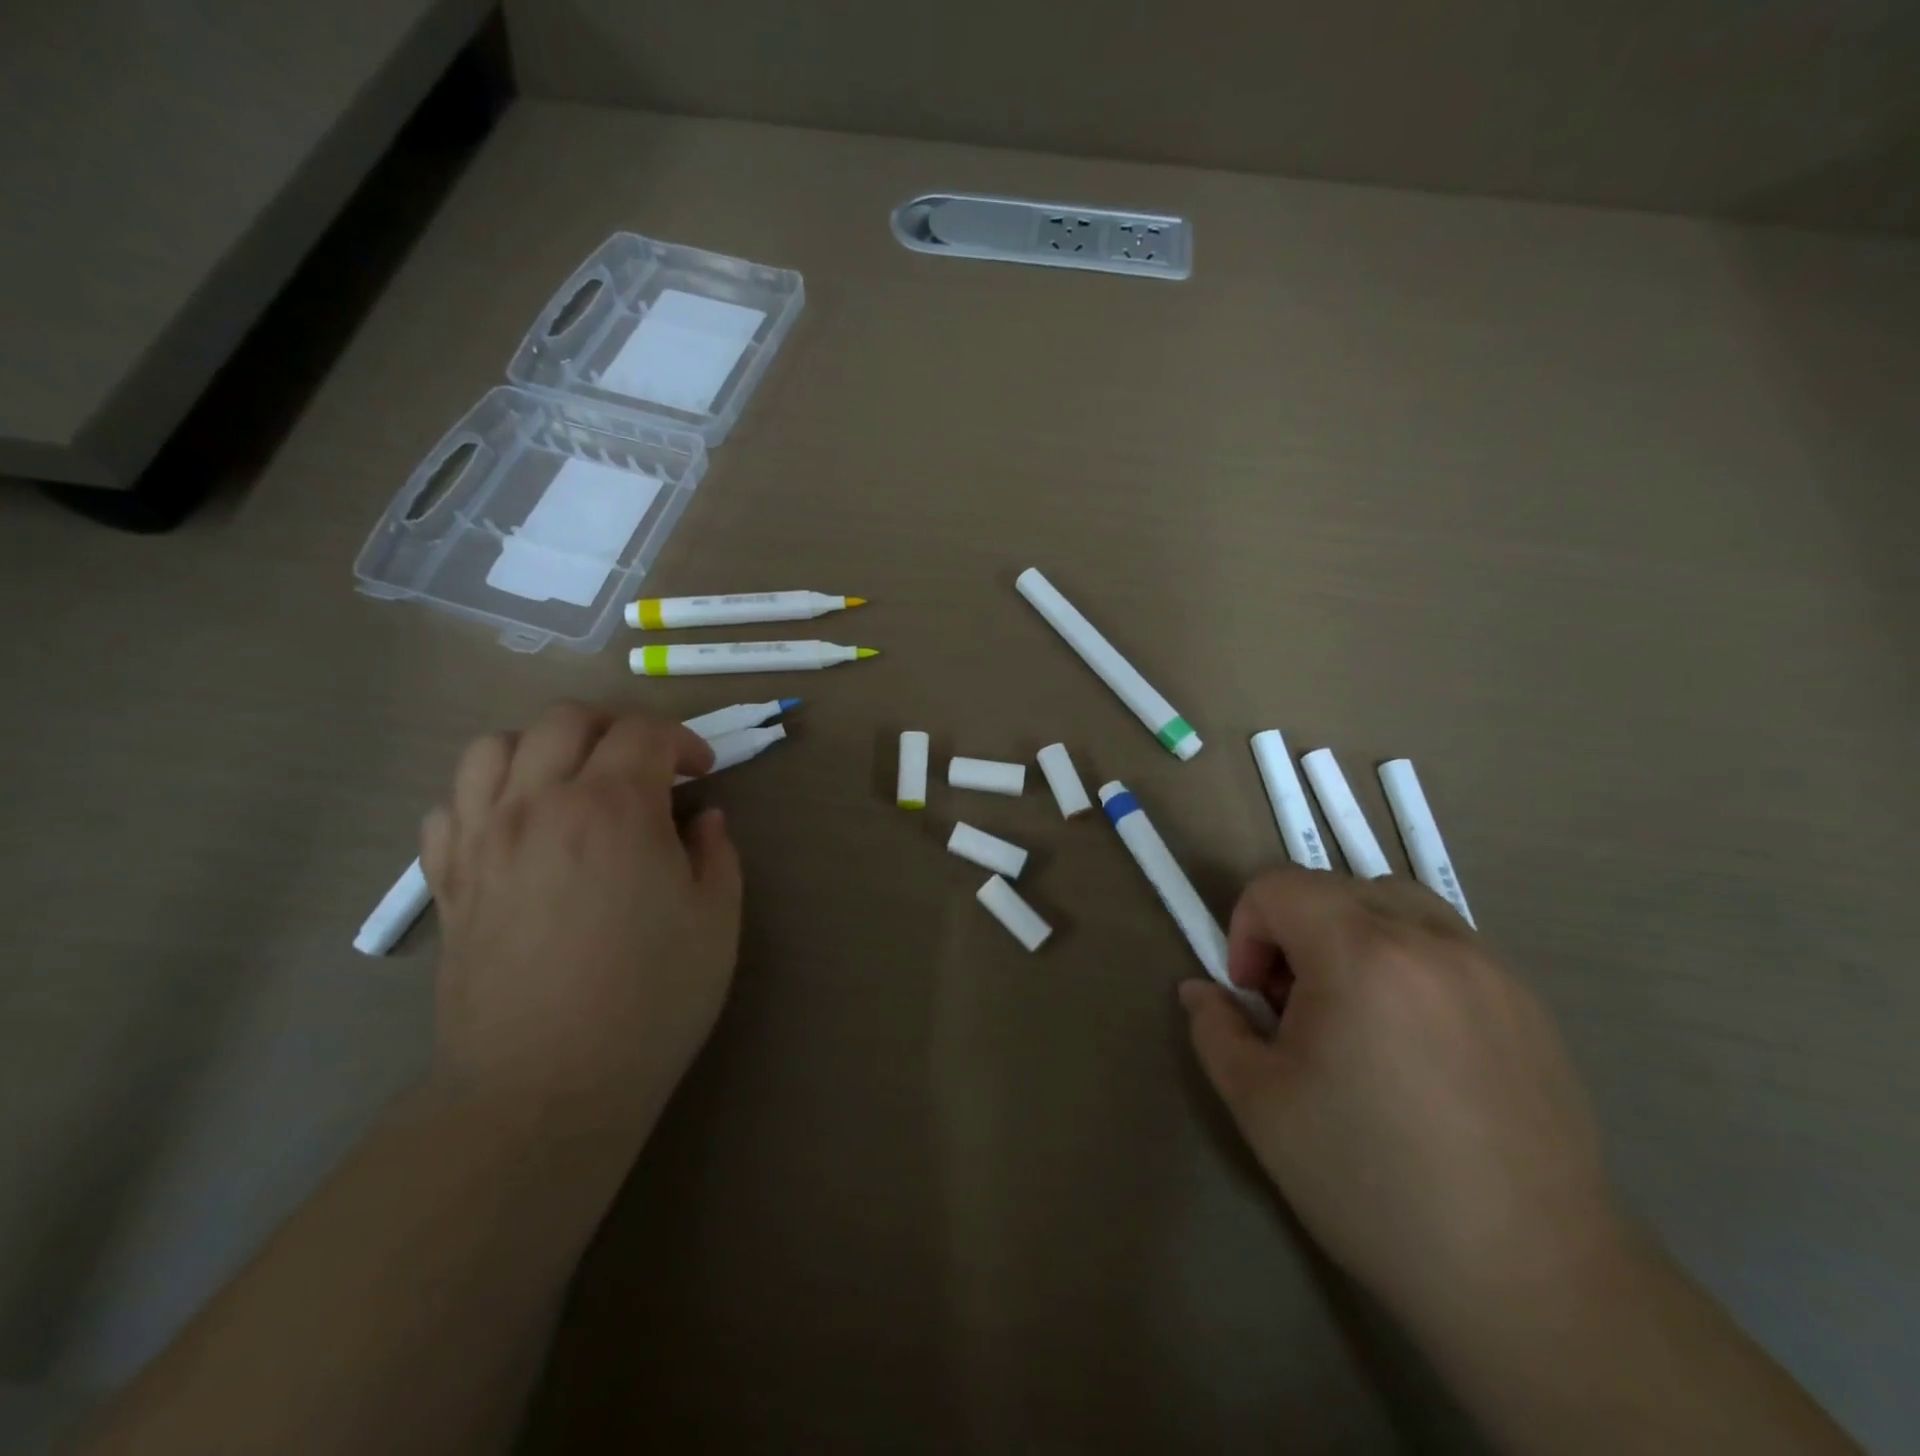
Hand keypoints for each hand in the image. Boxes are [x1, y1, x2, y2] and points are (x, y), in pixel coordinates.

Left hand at [421, 703, 742, 1148]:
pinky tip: (519, 825)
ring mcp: (483, 840)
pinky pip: (451, 804)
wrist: (546, 1086)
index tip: (702, 773)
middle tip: (645, 765)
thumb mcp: (716, 920)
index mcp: (613, 808)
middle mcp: (539, 805)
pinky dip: (488, 794)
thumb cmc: (650, 999)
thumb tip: (701, 818)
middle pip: (566, 720)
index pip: (644, 732)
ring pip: (494, 747)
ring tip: (574, 781)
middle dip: (616, 727)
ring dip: (543, 747)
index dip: (682, 741)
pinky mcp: (448, 881)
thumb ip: (716, 852)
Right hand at [1179, 868, 1623, 1339]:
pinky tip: (1413, 1043)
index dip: (1246, 930)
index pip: (1278, 886)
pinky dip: (1406, 961)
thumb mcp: (1260, 1105)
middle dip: (1294, 932)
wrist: (1531, 1280)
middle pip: (1334, 888)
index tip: (1253, 996)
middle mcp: (1430, 941)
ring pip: (1395, 905)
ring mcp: (1489, 968)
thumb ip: (1215, 1029)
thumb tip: (1199, 990)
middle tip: (1296, 1009)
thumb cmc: (1372, 1183)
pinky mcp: (1528, 1003)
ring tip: (1354, 1013)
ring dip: (1352, 935)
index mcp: (1360, 955)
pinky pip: (1446, 946)